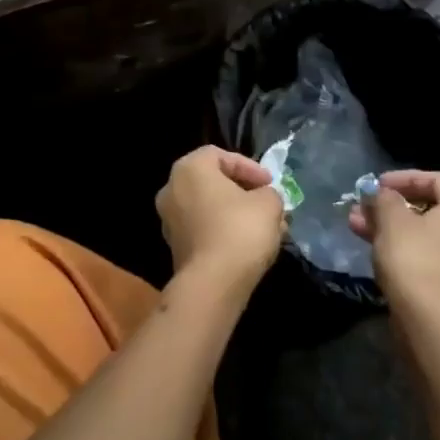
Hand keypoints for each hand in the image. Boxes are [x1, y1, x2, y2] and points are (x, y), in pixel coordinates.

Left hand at [155, 146, 283, 296]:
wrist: (212, 284)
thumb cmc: (239, 230)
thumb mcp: (268, 203)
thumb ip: (269, 193)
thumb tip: (264, 199)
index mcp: (189, 168)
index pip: (220, 155)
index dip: (249, 167)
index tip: (270, 183)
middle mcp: (172, 189)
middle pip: (213, 182)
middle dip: (244, 192)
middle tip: (267, 203)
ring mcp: (169, 220)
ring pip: (209, 208)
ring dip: (236, 214)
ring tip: (265, 227)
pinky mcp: (175, 247)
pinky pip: (203, 229)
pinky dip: (224, 231)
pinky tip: (249, 245)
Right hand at [348, 169, 439, 315]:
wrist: (429, 321)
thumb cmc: (414, 256)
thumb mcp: (391, 218)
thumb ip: (383, 198)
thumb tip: (378, 193)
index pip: (436, 179)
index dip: (402, 178)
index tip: (376, 184)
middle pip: (429, 207)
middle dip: (391, 205)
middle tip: (363, 205)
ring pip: (424, 232)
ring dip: (390, 224)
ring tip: (356, 223)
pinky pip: (428, 252)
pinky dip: (402, 245)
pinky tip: (370, 243)